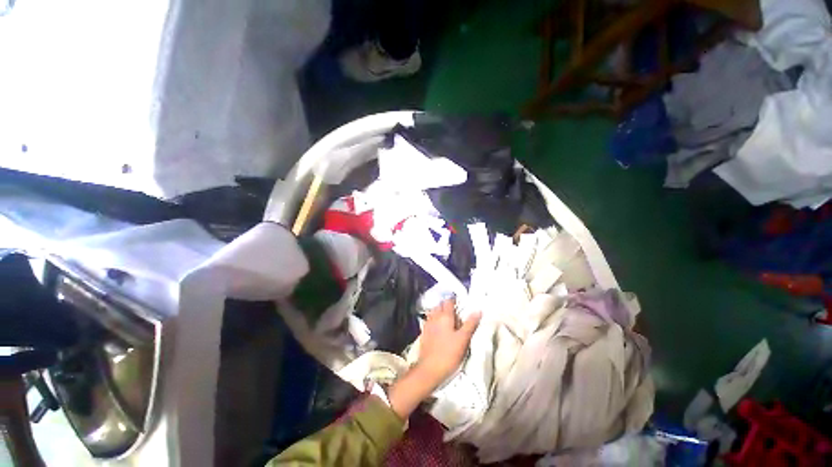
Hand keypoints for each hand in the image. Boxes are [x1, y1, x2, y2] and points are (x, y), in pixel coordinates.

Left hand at [417, 298, 481, 384]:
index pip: (449, 301)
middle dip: (446, 305)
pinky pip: (430, 320)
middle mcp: (435, 317)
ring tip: (447, 317)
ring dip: (439, 311)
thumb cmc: (449, 353)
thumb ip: (470, 324)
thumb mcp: (463, 339)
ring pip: (433, 312)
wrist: (429, 369)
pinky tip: (438, 326)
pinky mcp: (424, 332)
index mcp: (445, 316)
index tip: (460, 301)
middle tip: (455, 310)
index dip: (454, 300)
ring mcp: (428, 324)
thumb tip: (478, 310)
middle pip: (440, 305)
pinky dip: (434, 319)